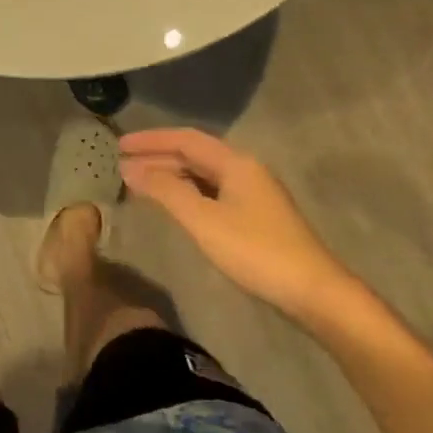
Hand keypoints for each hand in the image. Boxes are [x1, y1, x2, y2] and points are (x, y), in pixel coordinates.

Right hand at [120, 128, 356, 321]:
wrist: (313, 292)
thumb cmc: (255, 251)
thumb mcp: (204, 220)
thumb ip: (166, 191)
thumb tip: (131, 169)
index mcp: (236, 163)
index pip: (186, 139)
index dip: (151, 140)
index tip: (119, 145)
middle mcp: (245, 170)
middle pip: (195, 155)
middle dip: (157, 158)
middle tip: (122, 166)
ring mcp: (252, 193)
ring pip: (203, 175)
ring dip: (170, 176)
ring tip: (139, 184)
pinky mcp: (255, 216)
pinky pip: (211, 192)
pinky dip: (186, 193)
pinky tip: (172, 204)